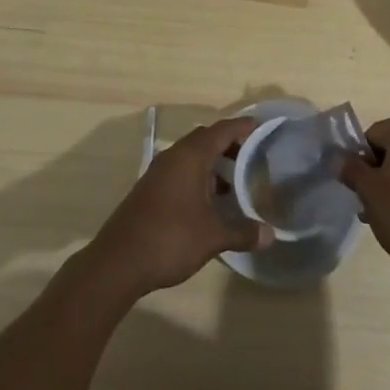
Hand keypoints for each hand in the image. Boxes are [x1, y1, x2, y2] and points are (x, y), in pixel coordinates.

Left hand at [86, 117, 270, 298]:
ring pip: (191, 156)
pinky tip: (208, 201)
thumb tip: (270, 234)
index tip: (260, 128)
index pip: (221, 130)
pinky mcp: (150, 189)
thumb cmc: (170, 239)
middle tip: (251, 156)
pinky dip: (197, 176)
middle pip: (205, 139)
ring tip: (234, 181)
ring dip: (212, 163)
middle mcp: (174, 156)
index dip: (242, 127)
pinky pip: (180, 171)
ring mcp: (158, 172)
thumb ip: (242, 232)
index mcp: (191, 156)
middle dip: (228, 144)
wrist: (119, 262)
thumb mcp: (212, 236)